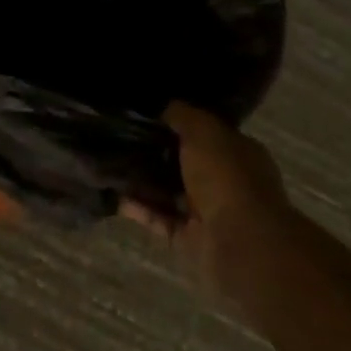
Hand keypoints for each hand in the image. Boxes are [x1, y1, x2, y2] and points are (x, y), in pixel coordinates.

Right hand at [129, 103, 290, 297]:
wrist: (240, 243)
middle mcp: (225, 182)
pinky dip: (139, 208)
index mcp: (238, 153)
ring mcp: (207, 212)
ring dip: (144, 182)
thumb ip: (184, 116)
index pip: (207, 134)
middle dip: (156, 154)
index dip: (180, 124)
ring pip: (169, 192)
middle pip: (185, 164)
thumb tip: (167, 108)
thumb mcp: (204, 131)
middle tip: (121, 140)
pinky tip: (114, 194)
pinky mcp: (189, 239)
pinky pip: (159, 218)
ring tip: (111, 165)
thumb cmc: (227, 178)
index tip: (147, 116)